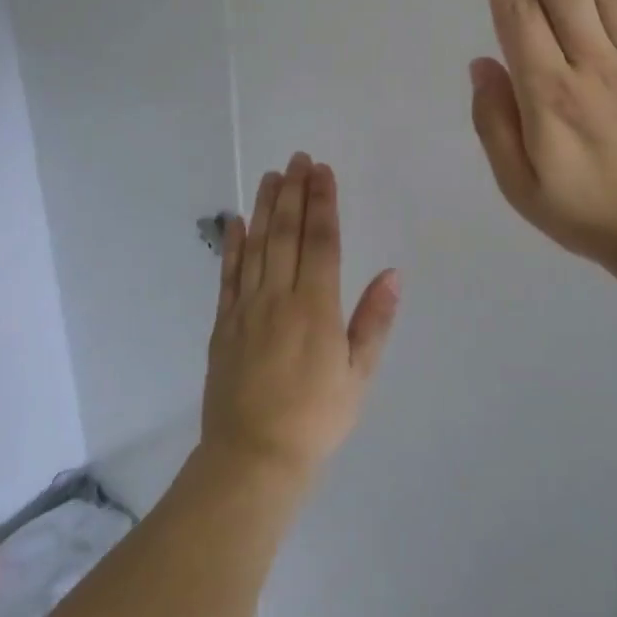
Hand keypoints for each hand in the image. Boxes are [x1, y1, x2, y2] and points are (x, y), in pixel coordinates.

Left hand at [201, 153, 401, 488]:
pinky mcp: (224, 323)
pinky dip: (233, 245)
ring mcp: (246, 308)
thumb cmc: (316, 419)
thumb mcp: (358, 375)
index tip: (323, 171)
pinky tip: (237, 220)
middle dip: (295, 192)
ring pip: (257, 246)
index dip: (323, 202)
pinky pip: (229, 275)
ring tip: (272, 175)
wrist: (253, 458)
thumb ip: (373, 321)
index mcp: (315, 307)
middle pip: (287, 234)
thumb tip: (392, 273)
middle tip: (299, 158)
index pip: (321, 241)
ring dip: (266, 207)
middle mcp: (278, 297)